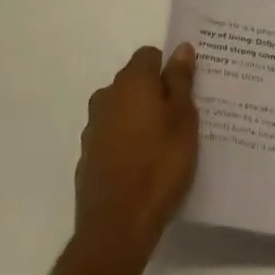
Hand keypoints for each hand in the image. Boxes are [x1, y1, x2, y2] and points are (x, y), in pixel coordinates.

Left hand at [74, 45, 198, 268]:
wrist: (117, 226)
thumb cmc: (160, 166)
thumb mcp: (183, 120)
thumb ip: (180, 81)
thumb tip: (181, 48)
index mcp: (131, 83)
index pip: (149, 56)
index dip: (168, 68)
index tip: (186, 89)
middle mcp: (107, 97)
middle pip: (134, 82)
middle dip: (155, 92)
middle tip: (180, 117)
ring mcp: (93, 127)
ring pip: (122, 109)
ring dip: (140, 117)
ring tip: (164, 144)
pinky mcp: (88, 156)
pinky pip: (113, 135)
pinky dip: (127, 141)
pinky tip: (143, 165)